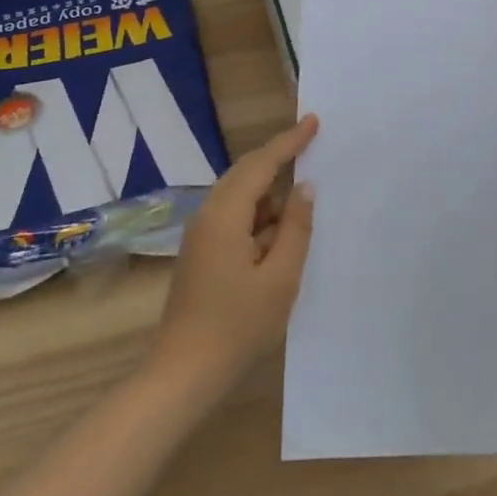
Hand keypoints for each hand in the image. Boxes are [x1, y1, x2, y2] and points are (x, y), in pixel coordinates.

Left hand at [149, 115, 318, 396]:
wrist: (182, 375)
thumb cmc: (237, 327)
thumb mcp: (280, 278)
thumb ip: (296, 229)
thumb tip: (304, 189)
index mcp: (225, 215)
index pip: (261, 165)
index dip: (289, 141)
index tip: (313, 121)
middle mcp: (208, 216)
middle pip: (246, 174)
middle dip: (278, 158)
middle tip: (312, 143)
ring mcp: (202, 236)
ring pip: (240, 197)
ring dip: (271, 192)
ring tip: (305, 191)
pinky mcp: (202, 254)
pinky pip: (235, 218)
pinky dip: (261, 215)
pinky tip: (282, 229)